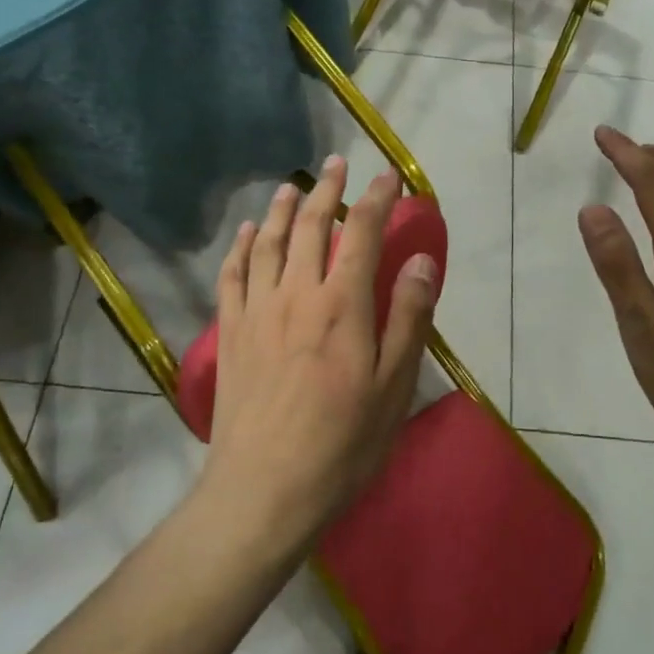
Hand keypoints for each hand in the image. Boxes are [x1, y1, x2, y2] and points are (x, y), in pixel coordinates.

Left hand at [202, 159, 438, 550]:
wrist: (264, 489)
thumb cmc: (342, 443)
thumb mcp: (393, 386)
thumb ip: (408, 317)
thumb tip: (421, 260)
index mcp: (342, 304)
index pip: (362, 233)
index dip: (376, 199)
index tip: (388, 177)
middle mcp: (297, 293)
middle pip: (312, 226)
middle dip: (327, 189)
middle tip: (336, 163)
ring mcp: (258, 310)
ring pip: (270, 243)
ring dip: (284, 209)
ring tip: (293, 186)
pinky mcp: (231, 332)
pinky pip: (233, 275)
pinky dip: (242, 247)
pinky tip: (249, 233)